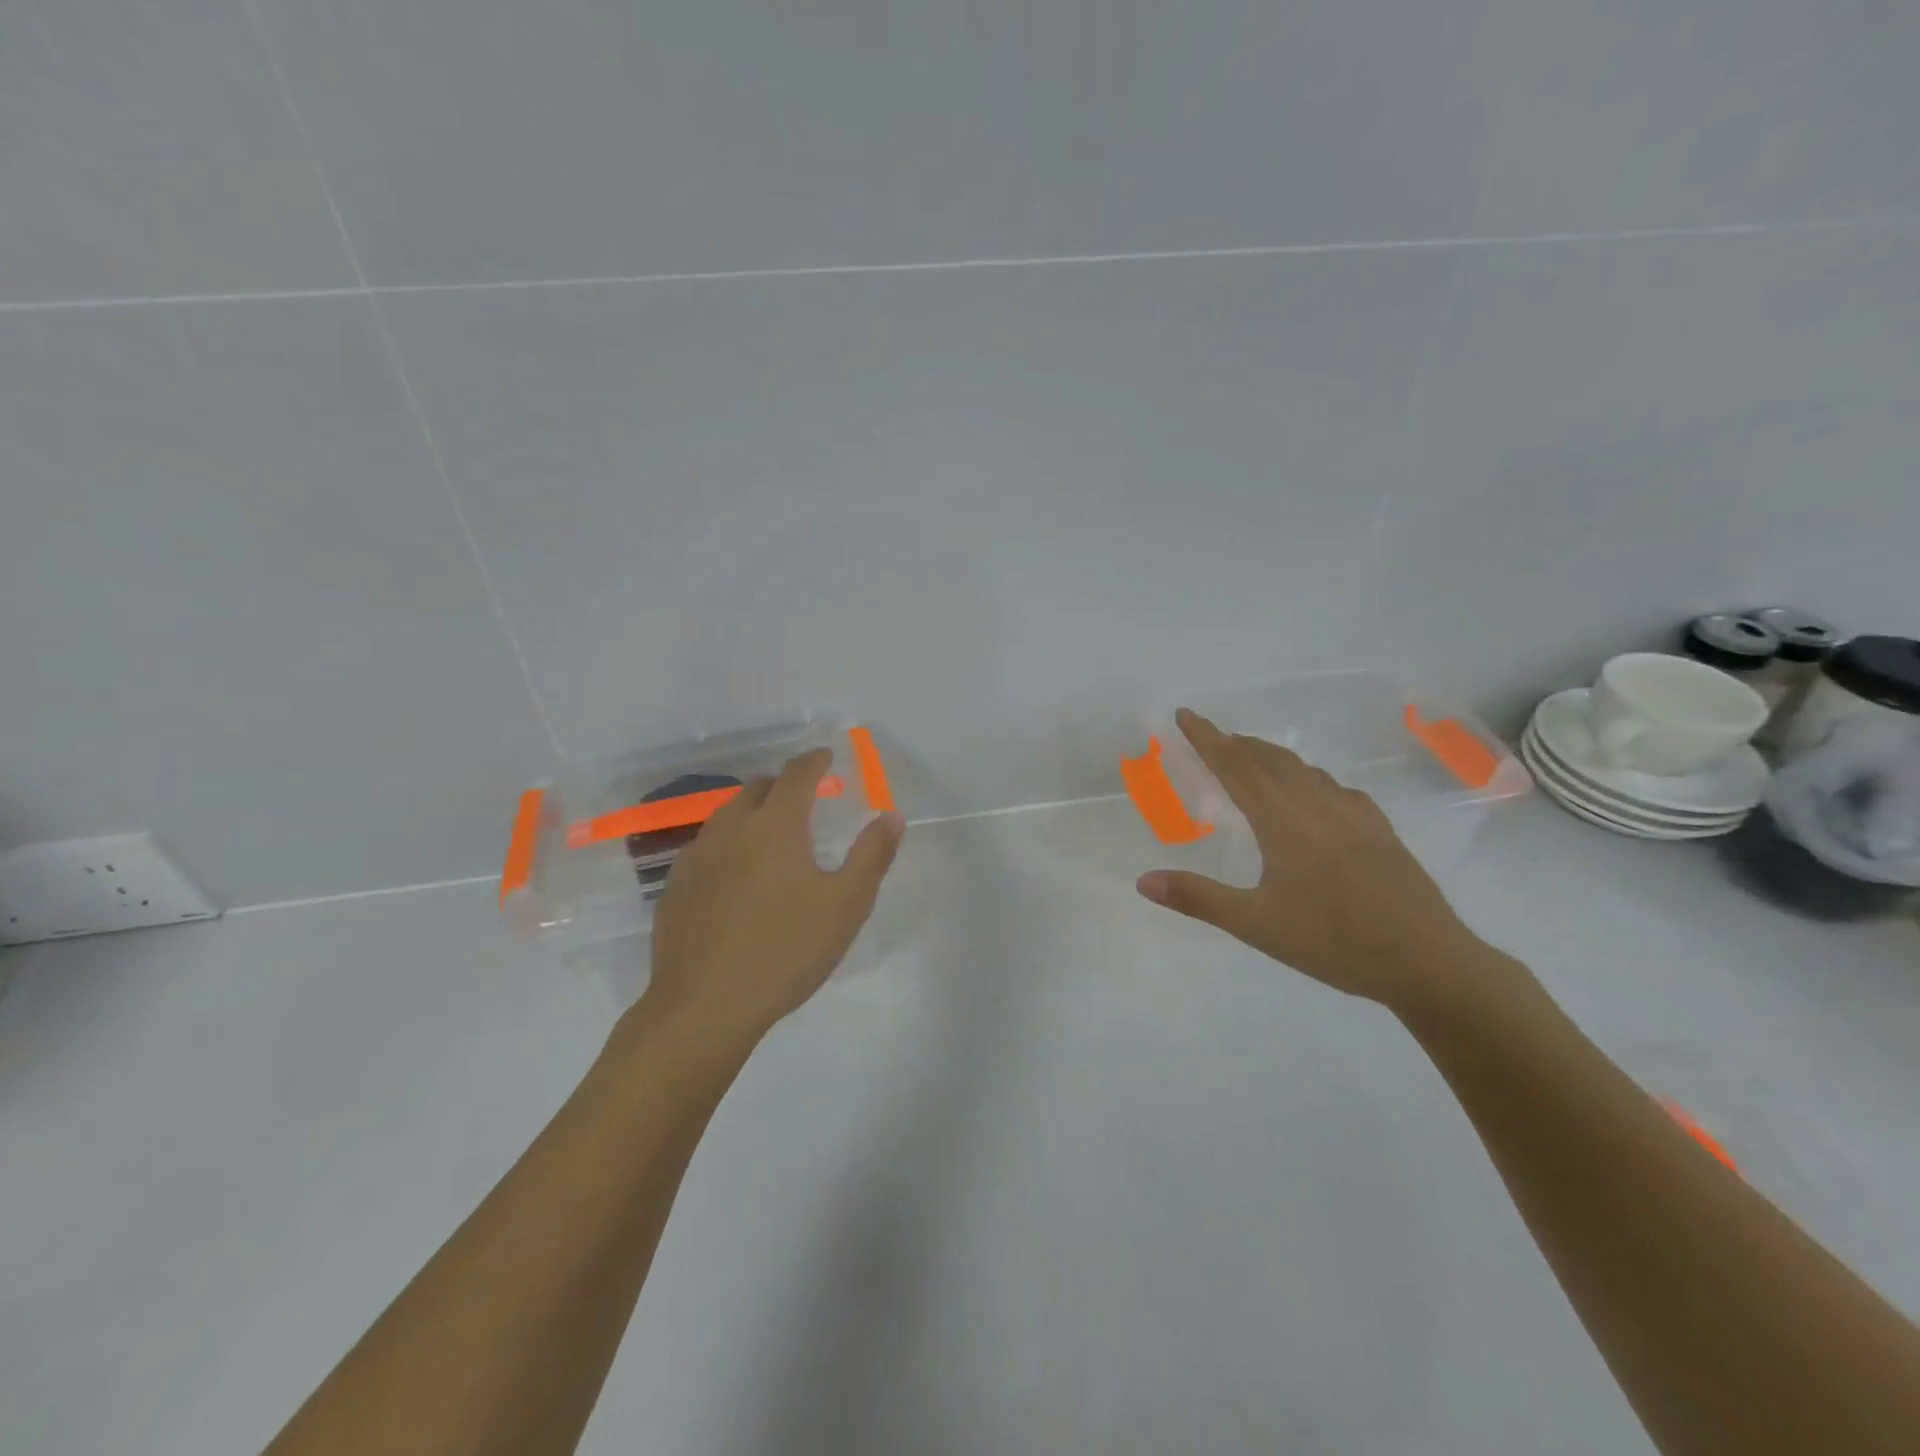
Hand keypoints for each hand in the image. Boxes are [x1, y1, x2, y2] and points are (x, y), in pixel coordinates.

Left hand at [640, 749, 904, 1044]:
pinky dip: (729, 844)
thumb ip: (872, 855)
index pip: (797, 774)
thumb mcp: (845, 906)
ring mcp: (696, 856)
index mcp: (775, 826)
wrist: (704, 1007)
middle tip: (805, 801)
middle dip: (784, 785)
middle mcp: (731, 828)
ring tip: (772, 836)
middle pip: (758, 788)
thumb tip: (890, 816)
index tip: (827, 756)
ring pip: (727, 815)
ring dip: (753, 812)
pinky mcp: (675, 885)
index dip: (815, 761)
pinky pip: (707, 846)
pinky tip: (736, 876)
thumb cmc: (785, 952)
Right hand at [1136, 708, 1487, 1009]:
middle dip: (1236, 743)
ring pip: (1304, 771)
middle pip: (1270, 760)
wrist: (1430, 963)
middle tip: (1210, 737)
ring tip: (1252, 760)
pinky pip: (1335, 788)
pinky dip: (1308, 778)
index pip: (1237, 767)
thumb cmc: (1336, 943)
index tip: (1185, 714)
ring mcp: (1355, 816)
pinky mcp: (1381, 831)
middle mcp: (1318, 807)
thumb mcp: (1257, 925)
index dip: (1207, 739)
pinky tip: (1315, 795)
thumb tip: (1142, 880)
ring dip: (1270, 757)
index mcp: (1284, 823)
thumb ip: (1198, 898)